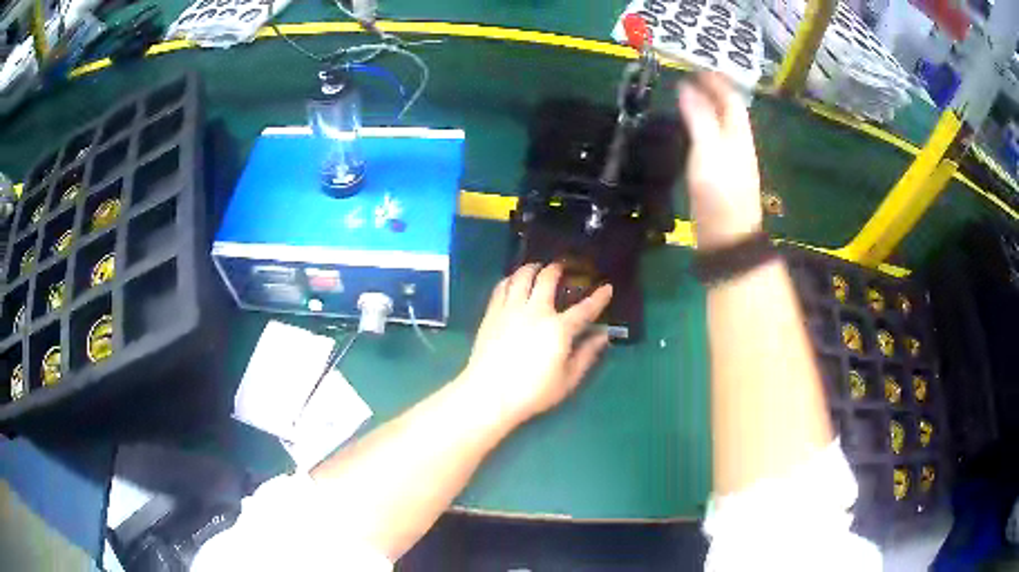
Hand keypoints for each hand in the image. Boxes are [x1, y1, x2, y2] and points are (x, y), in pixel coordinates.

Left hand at [461, 263, 612, 422]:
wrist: (489, 394)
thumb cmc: (532, 392)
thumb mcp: (567, 380)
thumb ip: (587, 355)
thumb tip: (603, 336)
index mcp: (559, 329)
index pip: (585, 308)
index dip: (599, 297)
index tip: (607, 287)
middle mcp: (536, 311)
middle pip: (547, 278)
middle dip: (557, 268)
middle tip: (562, 266)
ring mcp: (511, 309)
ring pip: (521, 276)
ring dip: (532, 268)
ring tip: (537, 267)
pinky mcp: (492, 313)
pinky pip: (502, 287)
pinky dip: (511, 279)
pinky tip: (513, 281)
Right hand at [677, 73, 762, 249]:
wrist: (728, 239)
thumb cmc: (719, 194)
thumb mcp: (708, 151)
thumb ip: (699, 118)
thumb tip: (686, 88)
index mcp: (739, 134)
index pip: (731, 99)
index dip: (717, 81)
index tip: (698, 67)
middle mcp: (739, 143)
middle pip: (729, 111)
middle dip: (712, 92)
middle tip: (689, 80)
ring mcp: (733, 161)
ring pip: (723, 125)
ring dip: (708, 108)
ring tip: (688, 99)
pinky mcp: (724, 176)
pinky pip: (716, 140)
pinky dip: (704, 126)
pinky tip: (693, 131)